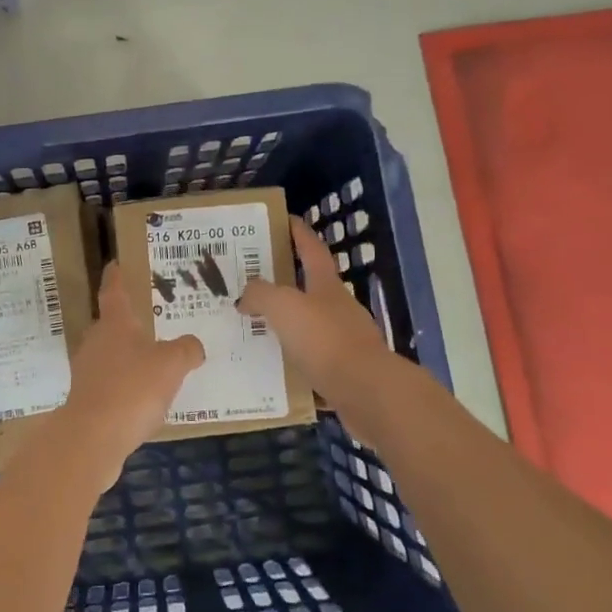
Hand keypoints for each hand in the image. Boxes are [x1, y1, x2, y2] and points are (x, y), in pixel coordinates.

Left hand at [49, 262, 203, 490]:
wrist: (93, 438)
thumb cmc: (133, 389)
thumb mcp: (172, 364)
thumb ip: (187, 350)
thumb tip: (192, 346)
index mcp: (114, 324)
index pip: (113, 292)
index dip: (116, 277)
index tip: (114, 264)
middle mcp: (96, 342)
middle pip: (111, 326)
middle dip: (128, 324)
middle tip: (150, 322)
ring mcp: (87, 372)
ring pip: (110, 356)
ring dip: (128, 358)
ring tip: (154, 364)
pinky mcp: (86, 400)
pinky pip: (111, 384)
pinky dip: (126, 386)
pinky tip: (144, 400)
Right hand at [238, 216, 392, 410]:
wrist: (366, 392)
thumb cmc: (324, 339)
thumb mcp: (284, 307)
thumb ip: (260, 295)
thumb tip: (245, 296)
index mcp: (327, 286)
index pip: (312, 249)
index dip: (299, 233)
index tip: (286, 220)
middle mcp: (339, 308)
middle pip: (312, 287)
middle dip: (287, 282)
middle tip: (255, 282)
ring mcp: (346, 341)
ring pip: (311, 326)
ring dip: (288, 325)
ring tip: (257, 328)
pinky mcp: (346, 372)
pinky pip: (314, 360)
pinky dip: (295, 361)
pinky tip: (275, 369)